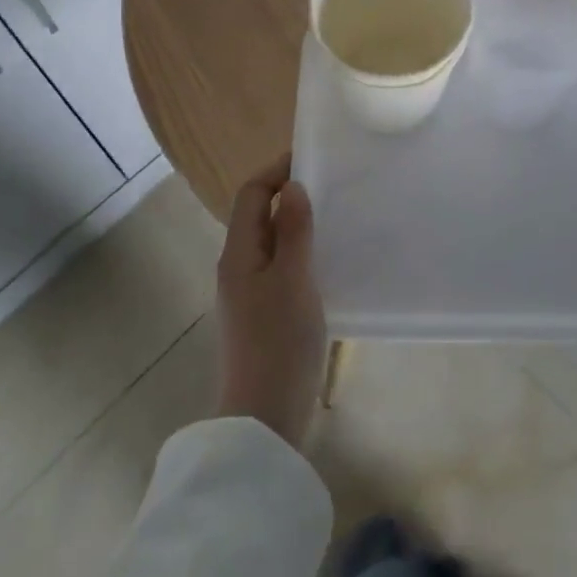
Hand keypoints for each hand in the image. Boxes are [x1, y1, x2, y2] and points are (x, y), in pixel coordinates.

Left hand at [215, 153, 326, 449]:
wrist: (266, 417)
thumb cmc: (279, 342)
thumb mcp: (292, 280)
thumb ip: (293, 231)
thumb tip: (292, 187)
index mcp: (239, 253)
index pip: (251, 194)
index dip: (276, 171)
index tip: (312, 159)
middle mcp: (239, 267)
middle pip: (259, 216)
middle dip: (290, 195)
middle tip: (333, 186)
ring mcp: (251, 294)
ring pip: (273, 243)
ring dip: (299, 225)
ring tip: (337, 217)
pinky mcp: (267, 315)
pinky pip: (283, 267)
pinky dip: (303, 253)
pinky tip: (331, 262)